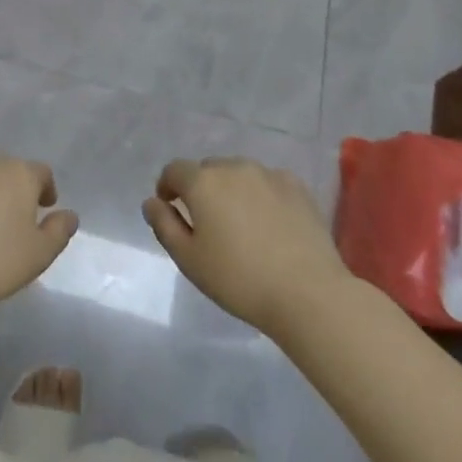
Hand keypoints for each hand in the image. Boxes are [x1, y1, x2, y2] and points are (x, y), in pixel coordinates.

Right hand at [142, 158, 351, 335]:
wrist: (308, 294)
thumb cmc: (240, 280)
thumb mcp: (189, 260)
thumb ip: (164, 225)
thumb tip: (152, 202)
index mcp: (203, 182)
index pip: (174, 170)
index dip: (167, 186)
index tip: (169, 208)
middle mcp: (233, 167)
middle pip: (207, 170)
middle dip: (200, 189)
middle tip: (207, 223)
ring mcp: (268, 174)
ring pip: (238, 174)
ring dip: (231, 190)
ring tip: (240, 223)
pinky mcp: (296, 187)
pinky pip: (267, 183)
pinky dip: (260, 195)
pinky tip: (269, 223)